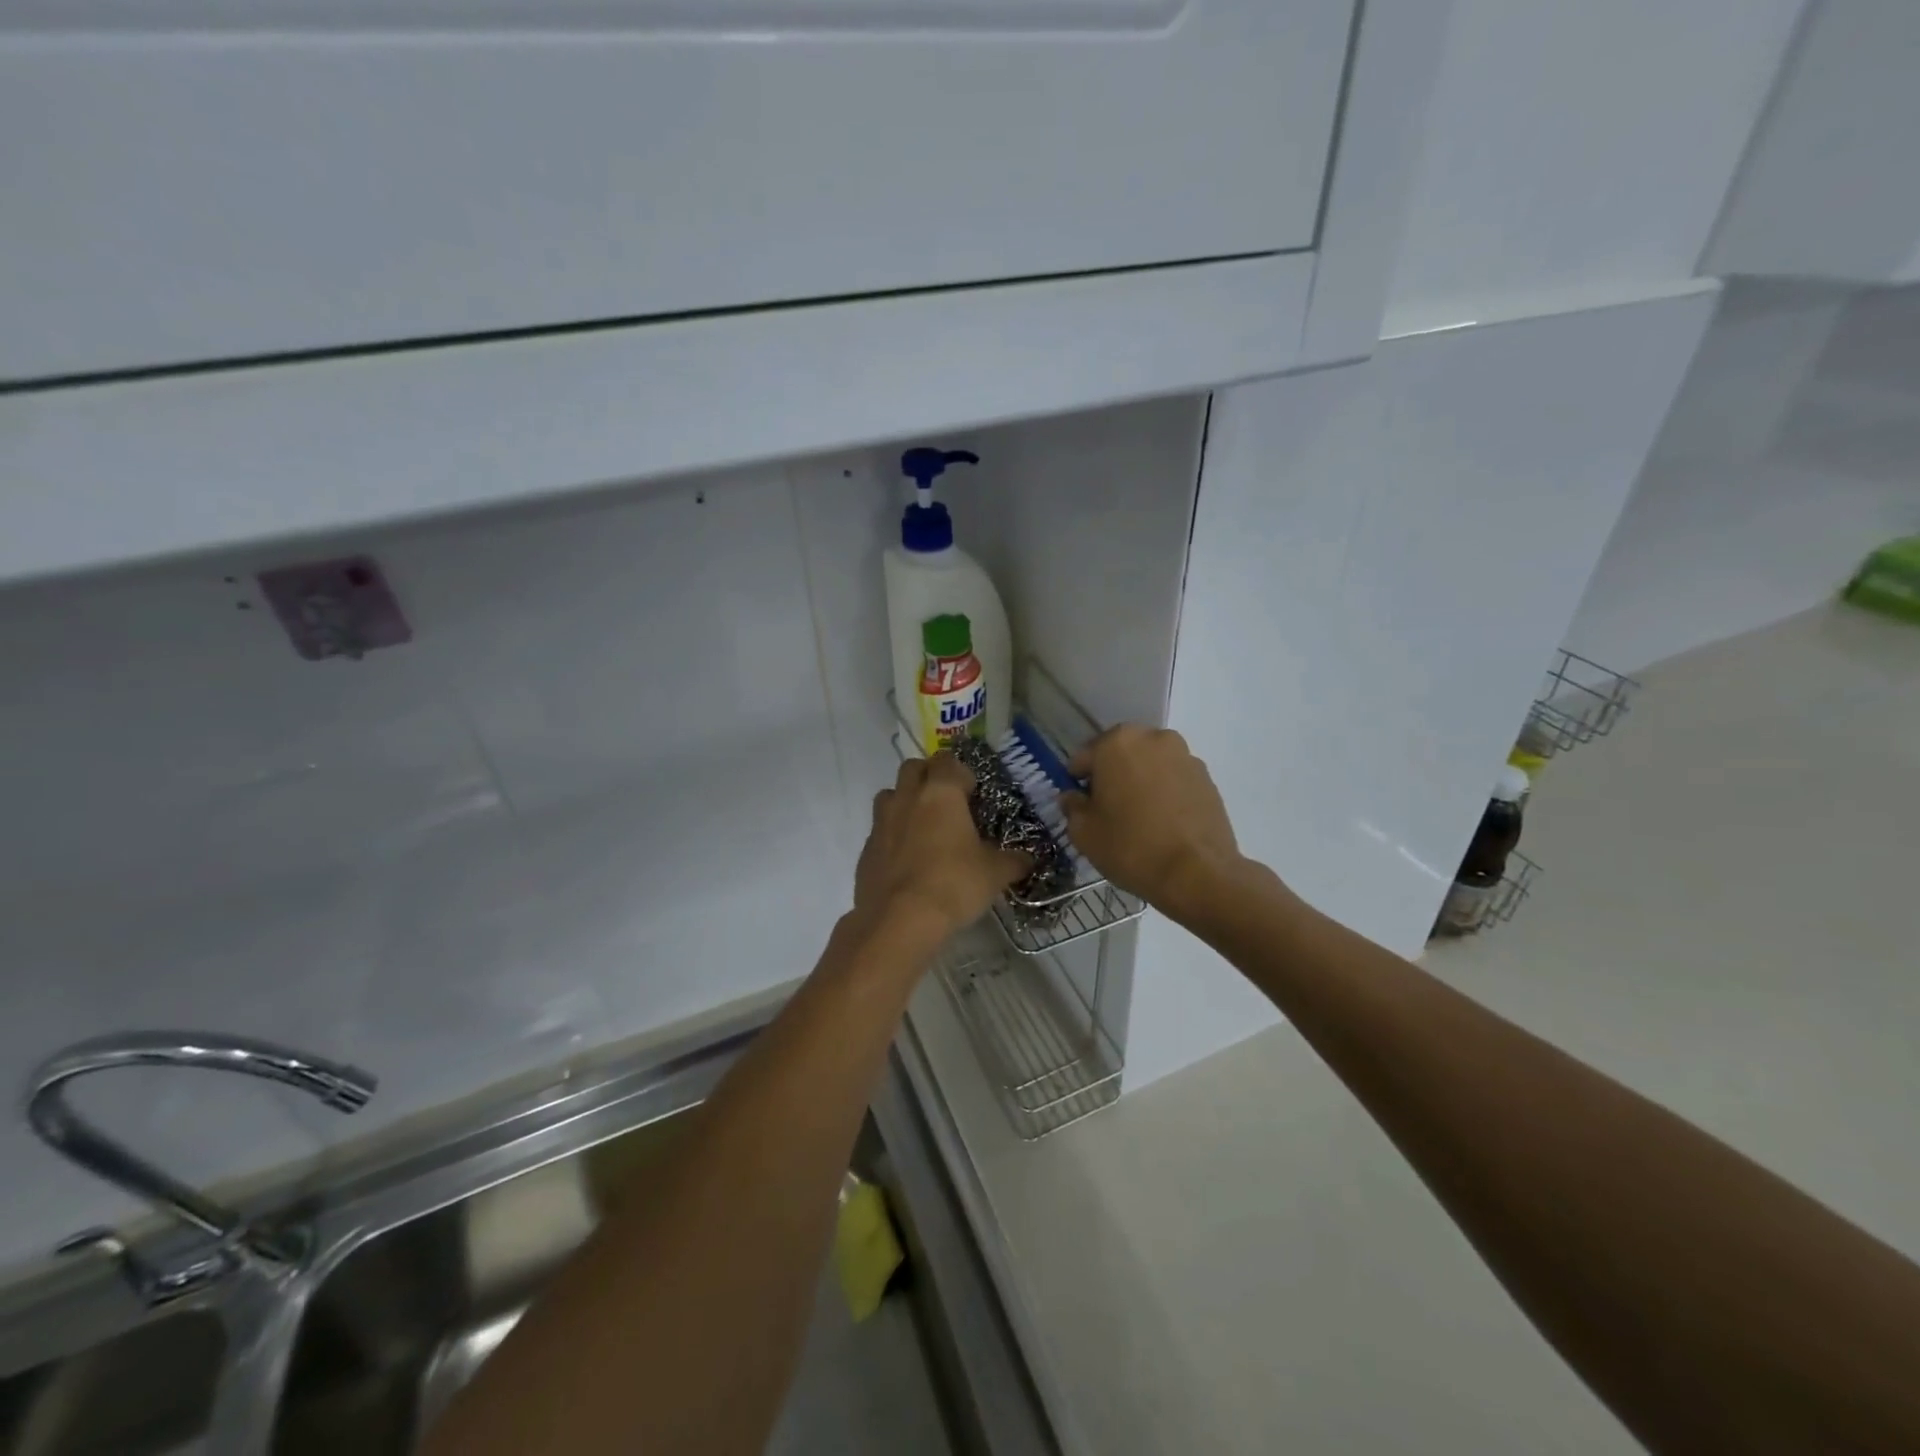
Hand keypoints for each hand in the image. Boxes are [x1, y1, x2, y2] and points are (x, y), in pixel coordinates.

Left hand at [855, 754, 1030, 938]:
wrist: (899, 921)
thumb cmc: (953, 884)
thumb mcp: (994, 874)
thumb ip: (1013, 861)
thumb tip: (1028, 860)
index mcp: (940, 793)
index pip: (948, 761)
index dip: (961, 772)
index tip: (973, 793)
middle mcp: (907, 798)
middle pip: (913, 768)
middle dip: (929, 776)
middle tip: (948, 802)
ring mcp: (881, 823)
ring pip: (890, 794)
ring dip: (905, 801)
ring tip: (924, 827)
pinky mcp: (866, 850)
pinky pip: (879, 830)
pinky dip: (893, 835)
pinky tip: (908, 860)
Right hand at [1061, 726, 1244, 918]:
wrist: (1198, 874)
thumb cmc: (1131, 847)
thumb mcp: (1083, 832)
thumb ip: (1072, 807)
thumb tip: (1073, 797)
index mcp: (1116, 742)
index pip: (1084, 757)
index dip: (1078, 782)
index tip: (1080, 806)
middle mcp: (1152, 738)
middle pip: (1120, 754)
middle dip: (1111, 776)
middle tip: (1109, 810)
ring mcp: (1184, 755)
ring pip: (1149, 765)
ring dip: (1140, 782)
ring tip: (1140, 818)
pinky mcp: (1207, 777)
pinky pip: (1174, 779)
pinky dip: (1165, 792)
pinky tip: (1164, 822)